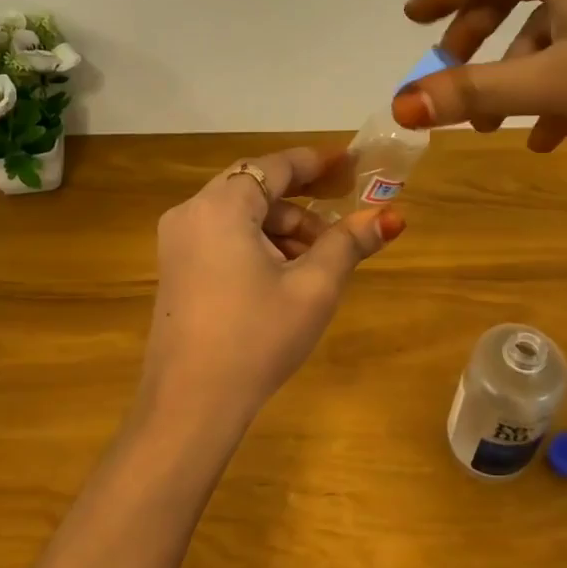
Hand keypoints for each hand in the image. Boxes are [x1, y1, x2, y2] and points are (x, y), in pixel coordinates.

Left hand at [137, 147, 403, 433]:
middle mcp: (191, 212)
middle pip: (256, 190)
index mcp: (221, 206)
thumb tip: (390, 217)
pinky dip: (258, 245)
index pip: (275, 166)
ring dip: (283, 229)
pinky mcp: (176, 268)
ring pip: (241, 216)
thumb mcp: (312, 288)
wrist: (190, 404)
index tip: (352, 165)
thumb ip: (348, 244)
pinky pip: (223, 237)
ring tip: (319, 265)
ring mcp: (177, 241)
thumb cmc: (256, 337)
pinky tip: (284, 277)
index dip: (317, 163)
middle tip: (343, 225)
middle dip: (303, 205)